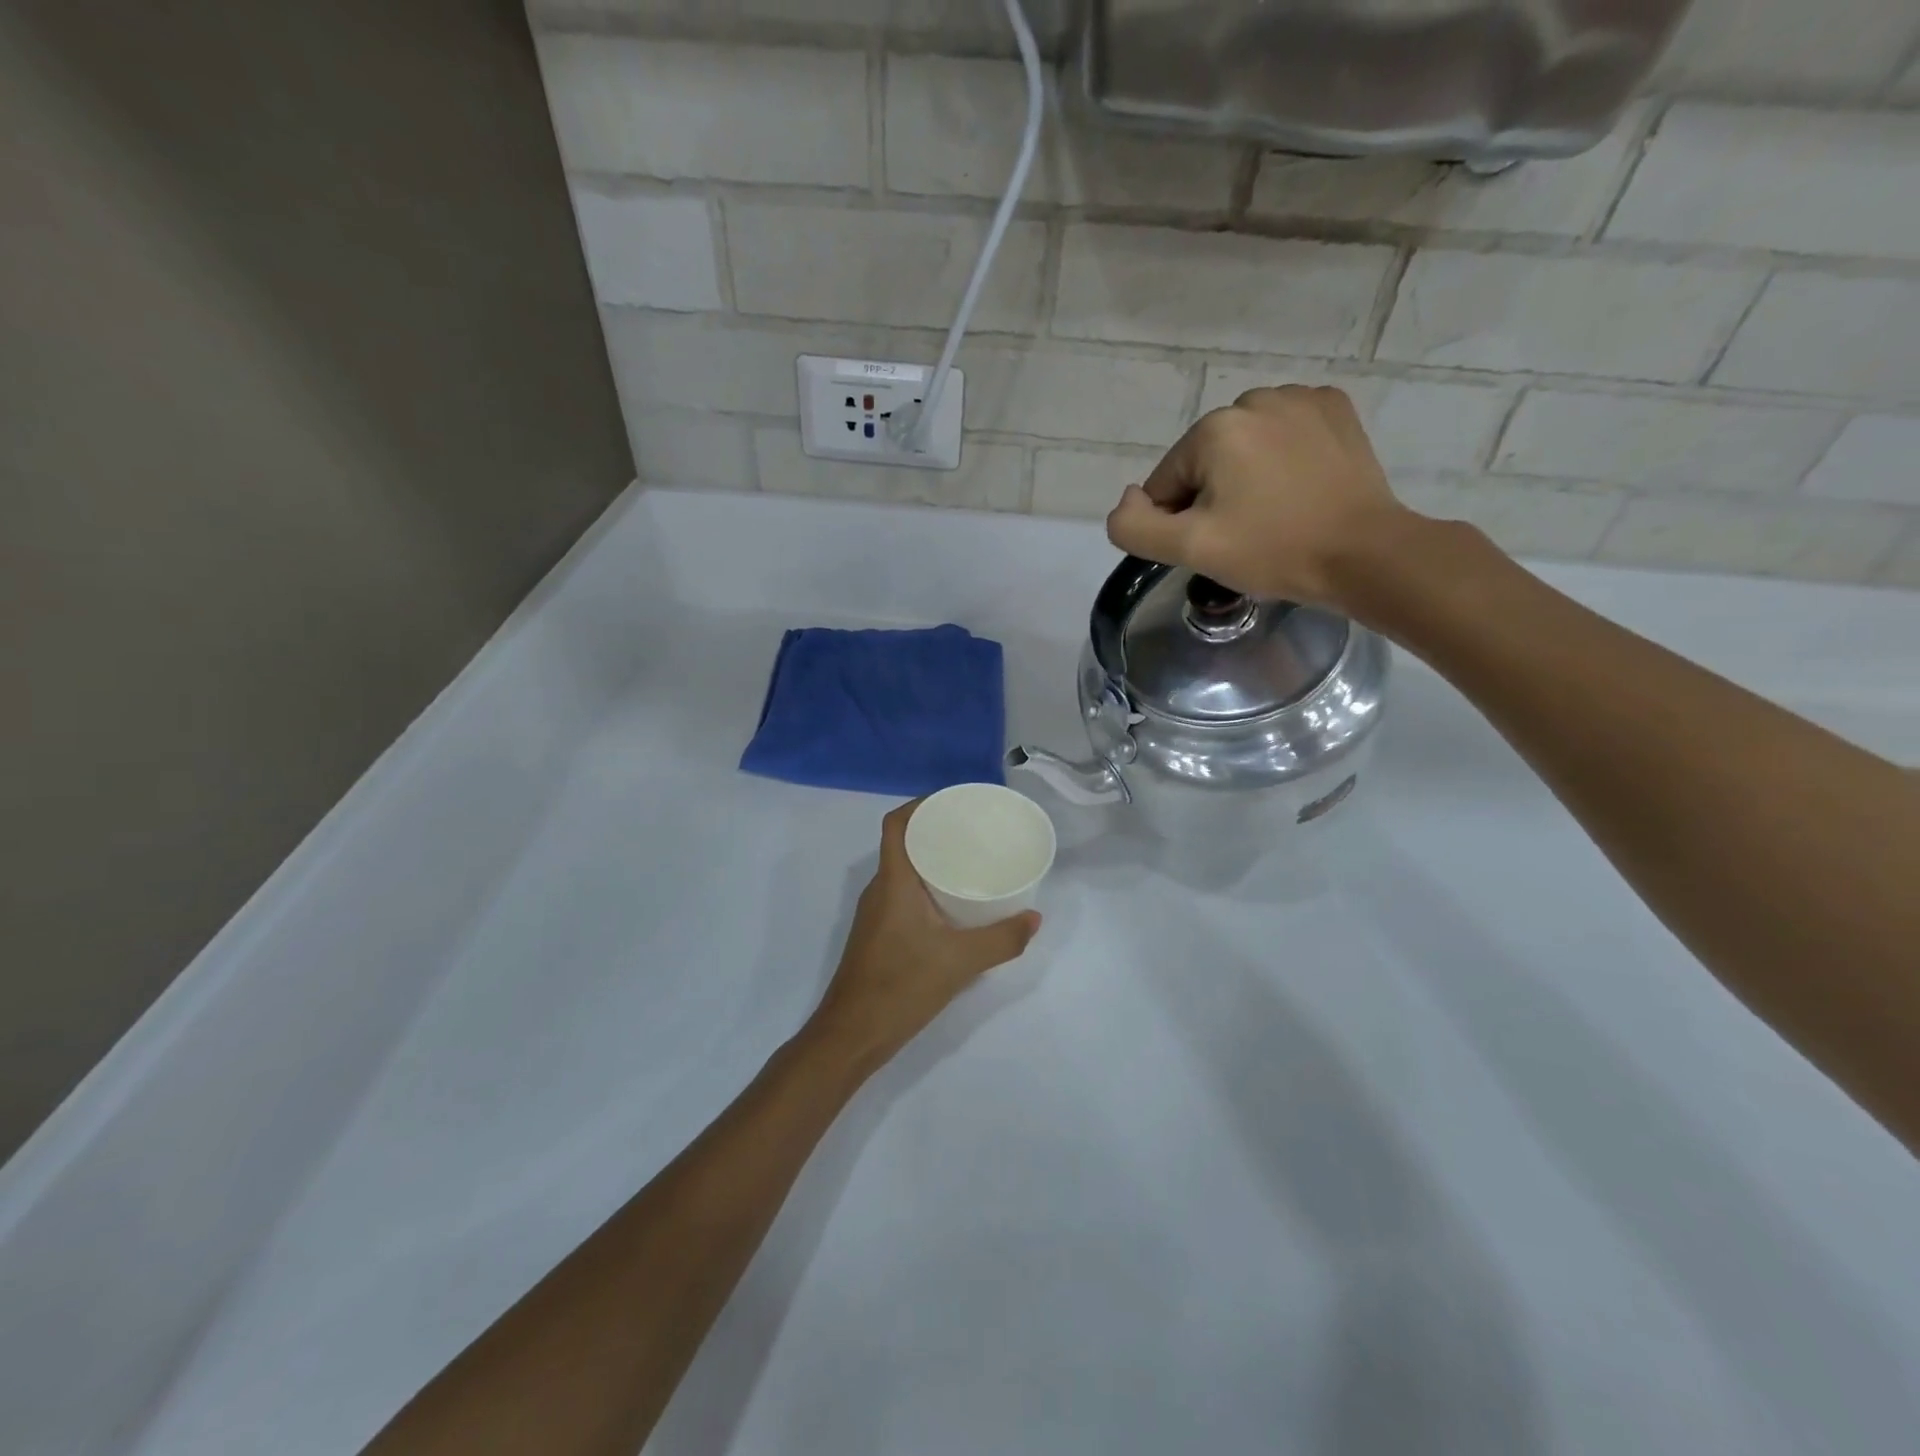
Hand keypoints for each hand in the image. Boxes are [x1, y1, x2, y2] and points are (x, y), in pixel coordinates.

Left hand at [807, 800, 1040, 1073]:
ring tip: (972, 860)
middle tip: (975, 830)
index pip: (896, 824)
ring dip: (932, 860)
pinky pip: (904, 894)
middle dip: (936, 830)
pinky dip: (927, 887)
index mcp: (893, 882)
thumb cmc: (901, 986)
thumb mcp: (960, 962)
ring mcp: (877, 913)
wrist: (852, 1035)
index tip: (955, 802)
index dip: (921, 805)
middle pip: (903, 843)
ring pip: (904, 871)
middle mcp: (880, 889)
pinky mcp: (880, 934)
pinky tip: (954, 903)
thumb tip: (1035, 918)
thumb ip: (1002, 939)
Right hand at [1105, 385, 1412, 608]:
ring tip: (1276, 512)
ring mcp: (1300, 398)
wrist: (1364, 554)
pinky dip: (1283, 458)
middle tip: (1247, 534)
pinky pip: (1285, 433)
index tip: (1217, 545)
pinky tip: (1300, 487)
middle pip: (1205, 462)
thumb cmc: (1272, 551)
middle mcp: (1253, 399)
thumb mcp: (1190, 549)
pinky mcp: (1335, 408)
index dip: (1181, 522)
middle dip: (1214, 497)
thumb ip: (1135, 527)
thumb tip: (1128, 500)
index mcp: (1213, 429)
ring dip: (1247, 477)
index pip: (1166, 483)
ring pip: (1244, 447)